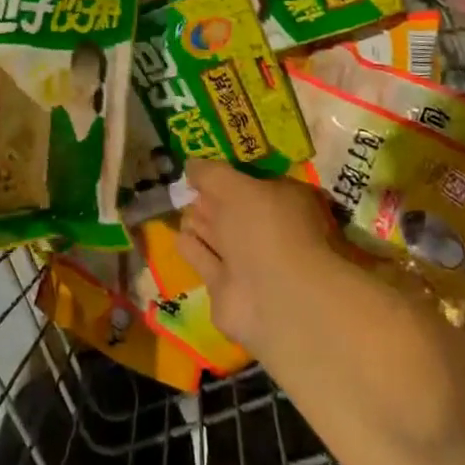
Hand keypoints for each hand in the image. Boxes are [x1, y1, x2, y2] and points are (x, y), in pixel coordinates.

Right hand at [176, 161, 342, 353]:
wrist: (276, 299)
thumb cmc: (266, 229)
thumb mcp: (236, 186)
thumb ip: (211, 174)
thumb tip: (191, 165)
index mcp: (285, 203)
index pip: (255, 183)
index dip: (232, 175)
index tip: (205, 169)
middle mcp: (270, 234)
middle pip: (235, 212)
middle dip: (211, 200)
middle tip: (187, 188)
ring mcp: (250, 266)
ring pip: (219, 238)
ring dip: (201, 224)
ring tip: (180, 209)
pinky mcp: (228, 292)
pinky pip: (205, 262)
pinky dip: (193, 250)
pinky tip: (178, 237)